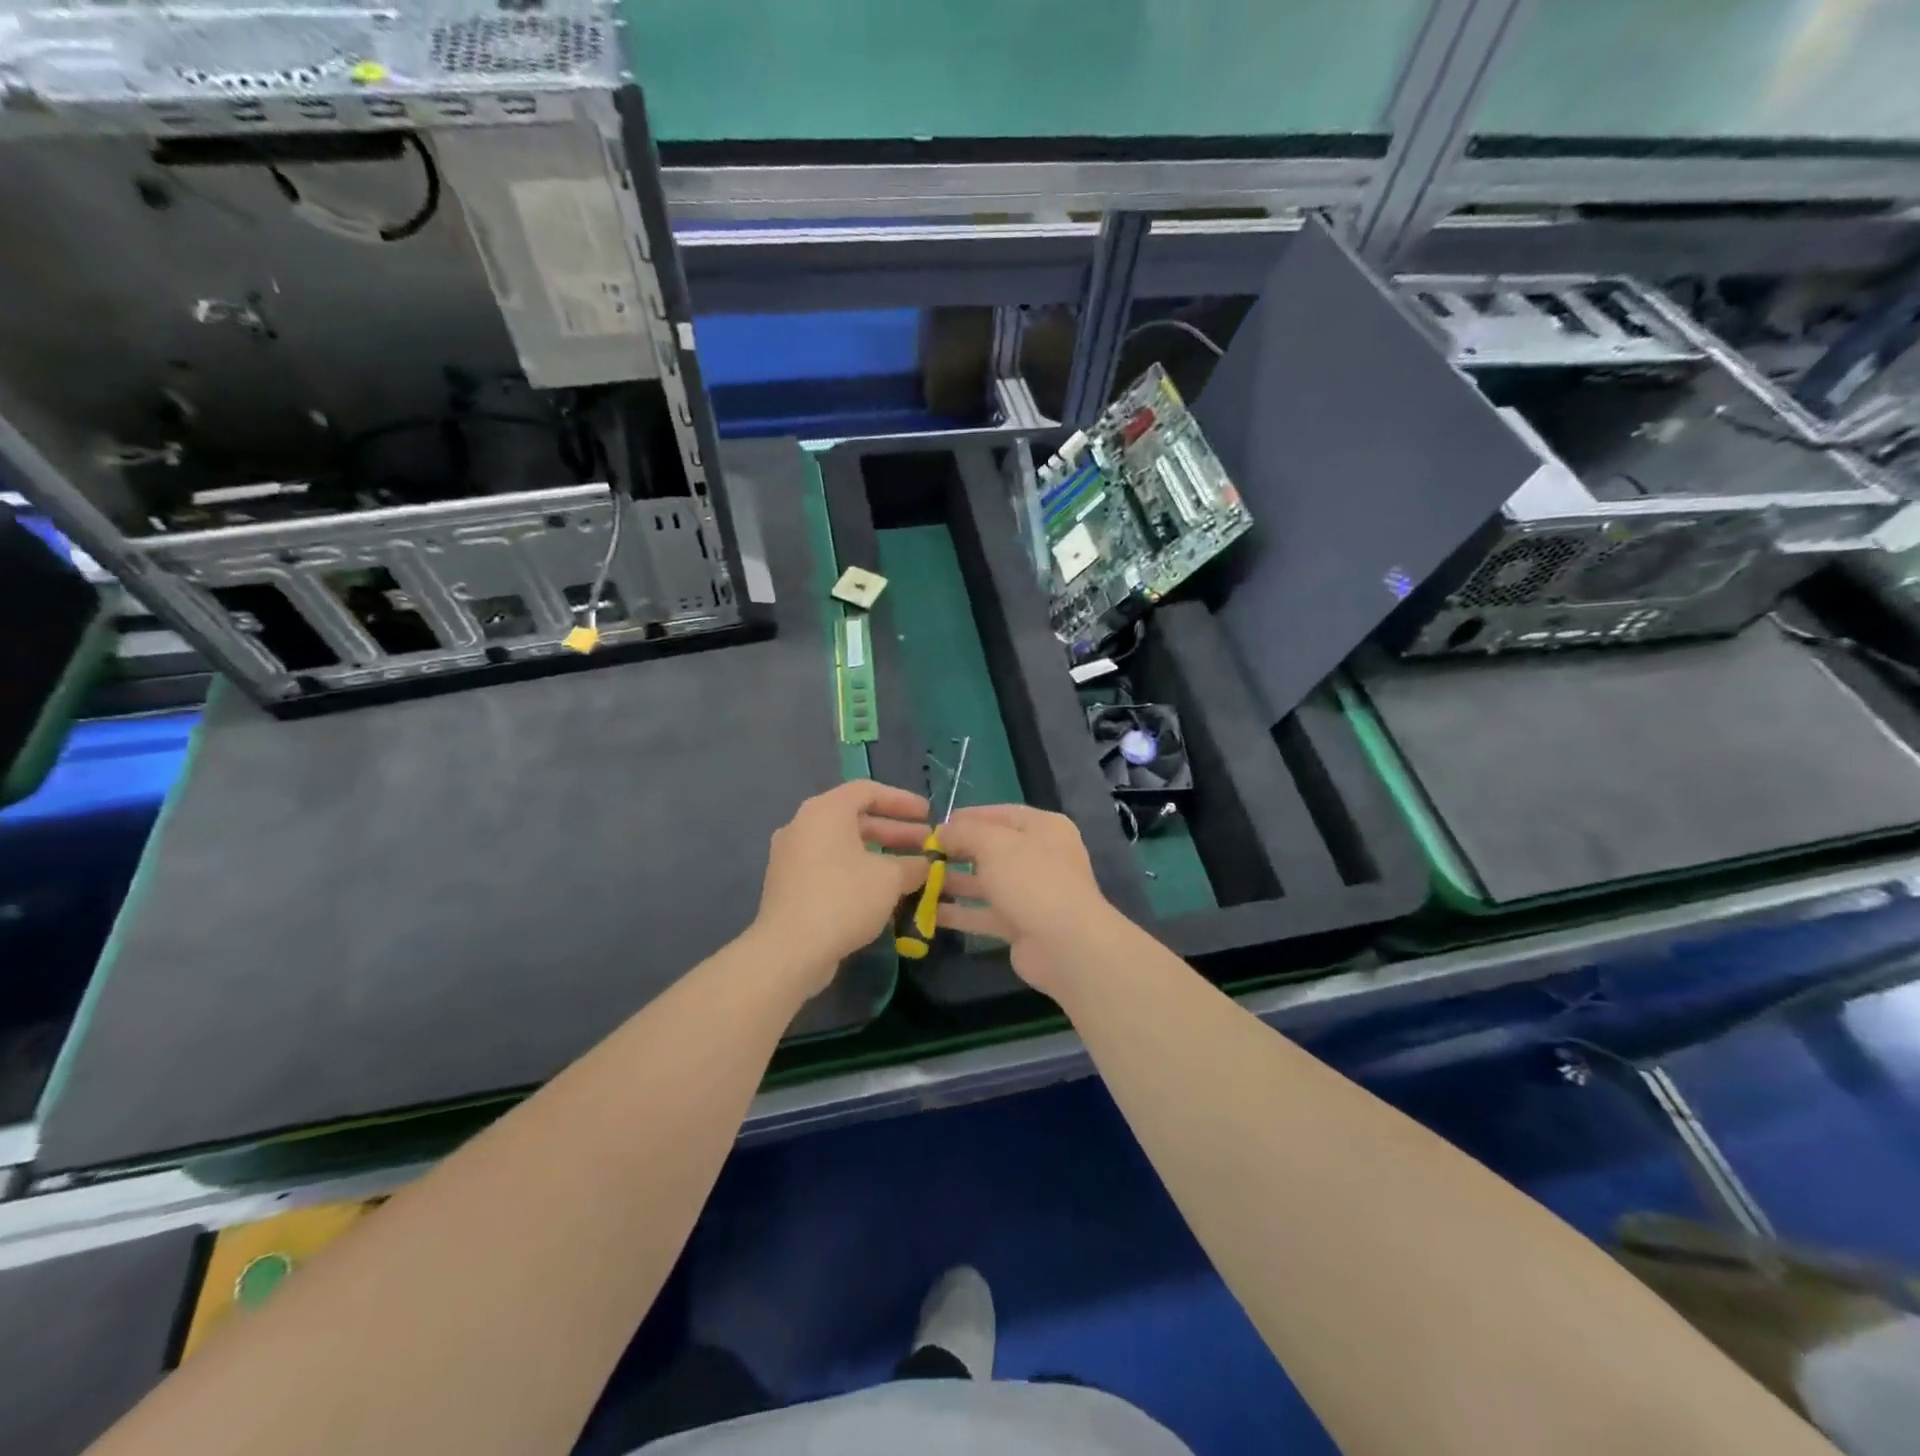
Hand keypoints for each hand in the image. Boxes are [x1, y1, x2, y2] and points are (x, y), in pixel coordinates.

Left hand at [751, 780, 932, 994]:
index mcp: (825, 811)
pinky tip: (881, 893)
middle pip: (855, 818)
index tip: (928, 815)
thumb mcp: (890, 878)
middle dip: (894, 831)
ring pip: (843, 846)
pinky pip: (830, 867)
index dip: (902, 801)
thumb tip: (925, 865)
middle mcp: (803, 826)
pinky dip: (857, 872)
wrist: (789, 950)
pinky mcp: (788, 885)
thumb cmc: (843, 899)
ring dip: (878, 854)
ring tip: (909, 870)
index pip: (868, 790)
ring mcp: (791, 857)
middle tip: (924, 844)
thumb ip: (913, 865)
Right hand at [935, 805, 1125, 999]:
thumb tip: (942, 830)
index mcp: (1043, 828)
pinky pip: (984, 914)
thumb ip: (965, 833)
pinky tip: (927, 912)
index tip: (935, 824)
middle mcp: (1040, 857)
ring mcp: (1031, 894)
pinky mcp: (1020, 925)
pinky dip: (958, 913)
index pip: (1001, 814)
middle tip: (922, 855)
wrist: (1066, 945)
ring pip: (986, 883)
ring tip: (917, 881)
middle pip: (992, 849)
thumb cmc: (1032, 880)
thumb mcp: (994, 844)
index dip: (969, 817)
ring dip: (953, 883)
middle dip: (957, 851)